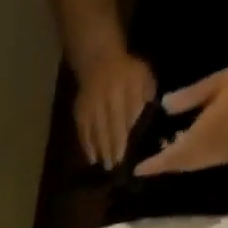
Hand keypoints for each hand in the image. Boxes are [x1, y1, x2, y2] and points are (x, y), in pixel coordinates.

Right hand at [73, 43, 156, 168]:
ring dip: (101, 151)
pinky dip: (87, 147)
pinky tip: (93, 158)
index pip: (127, 116)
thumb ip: (146, 95)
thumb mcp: (143, 76)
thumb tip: (147, 118)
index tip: (128, 153)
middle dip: (113, 148)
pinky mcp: (80, 114)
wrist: (99, 61)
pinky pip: (84, 133)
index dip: (127, 136)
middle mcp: (107, 99)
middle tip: (116, 166)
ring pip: (97, 133)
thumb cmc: (126, 72)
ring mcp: (92, 107)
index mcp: (126, 88)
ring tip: (106, 165)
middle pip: (110, 128)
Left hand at [134, 61, 227, 176]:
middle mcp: (205, 154)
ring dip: (177, 162)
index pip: (168, 157)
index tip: (136, 170)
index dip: (152, 165)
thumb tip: (165, 105)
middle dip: (163, 164)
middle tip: (149, 160)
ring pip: (189, 166)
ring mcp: (218, 157)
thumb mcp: (215, 83)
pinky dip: (191, 158)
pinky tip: (190, 146)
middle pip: (178, 165)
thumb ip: (189, 97)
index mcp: (199, 138)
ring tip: (167, 151)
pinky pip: (202, 162)